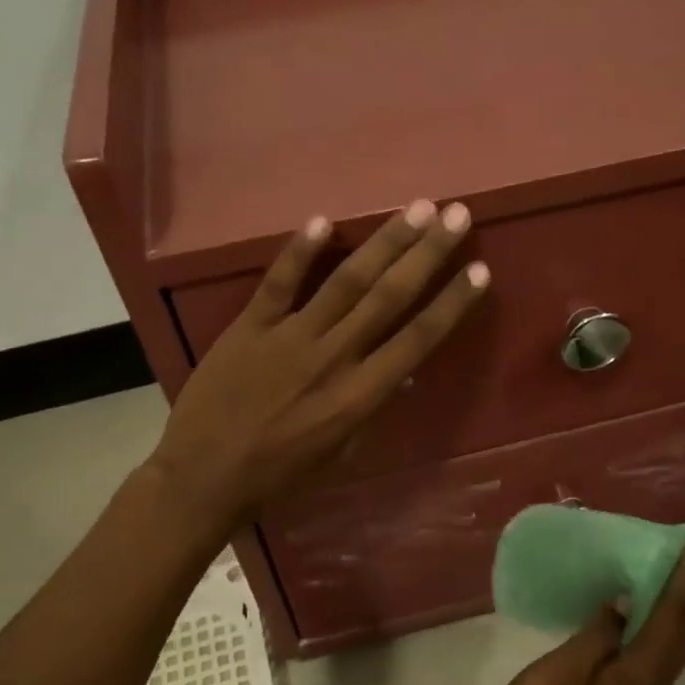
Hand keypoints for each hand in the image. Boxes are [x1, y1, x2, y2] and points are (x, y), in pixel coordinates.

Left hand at [148, 200, 487, 529]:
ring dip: (383, 242)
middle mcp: (334, 357)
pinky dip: (299, 251)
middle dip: (427, 254)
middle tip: (456, 215)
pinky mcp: (249, 327)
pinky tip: (323, 220)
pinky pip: (278, 282)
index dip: (451, 303)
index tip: (479, 270)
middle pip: (389, 297)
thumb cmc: (279, 474)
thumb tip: (401, 372)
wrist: (206, 475)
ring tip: (416, 209)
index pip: (417, 340)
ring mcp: (290, 337)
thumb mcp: (338, 452)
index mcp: (360, 396)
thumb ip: (369, 408)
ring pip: (345, 281)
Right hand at [475, 540, 684, 684]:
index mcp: (639, 679)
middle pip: (681, 637)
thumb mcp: (561, 671)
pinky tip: (647, 620)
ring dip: (682, 612)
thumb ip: (598, 634)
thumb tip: (626, 603)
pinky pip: (654, 662)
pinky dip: (661, 632)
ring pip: (671, 651)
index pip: (671, 620)